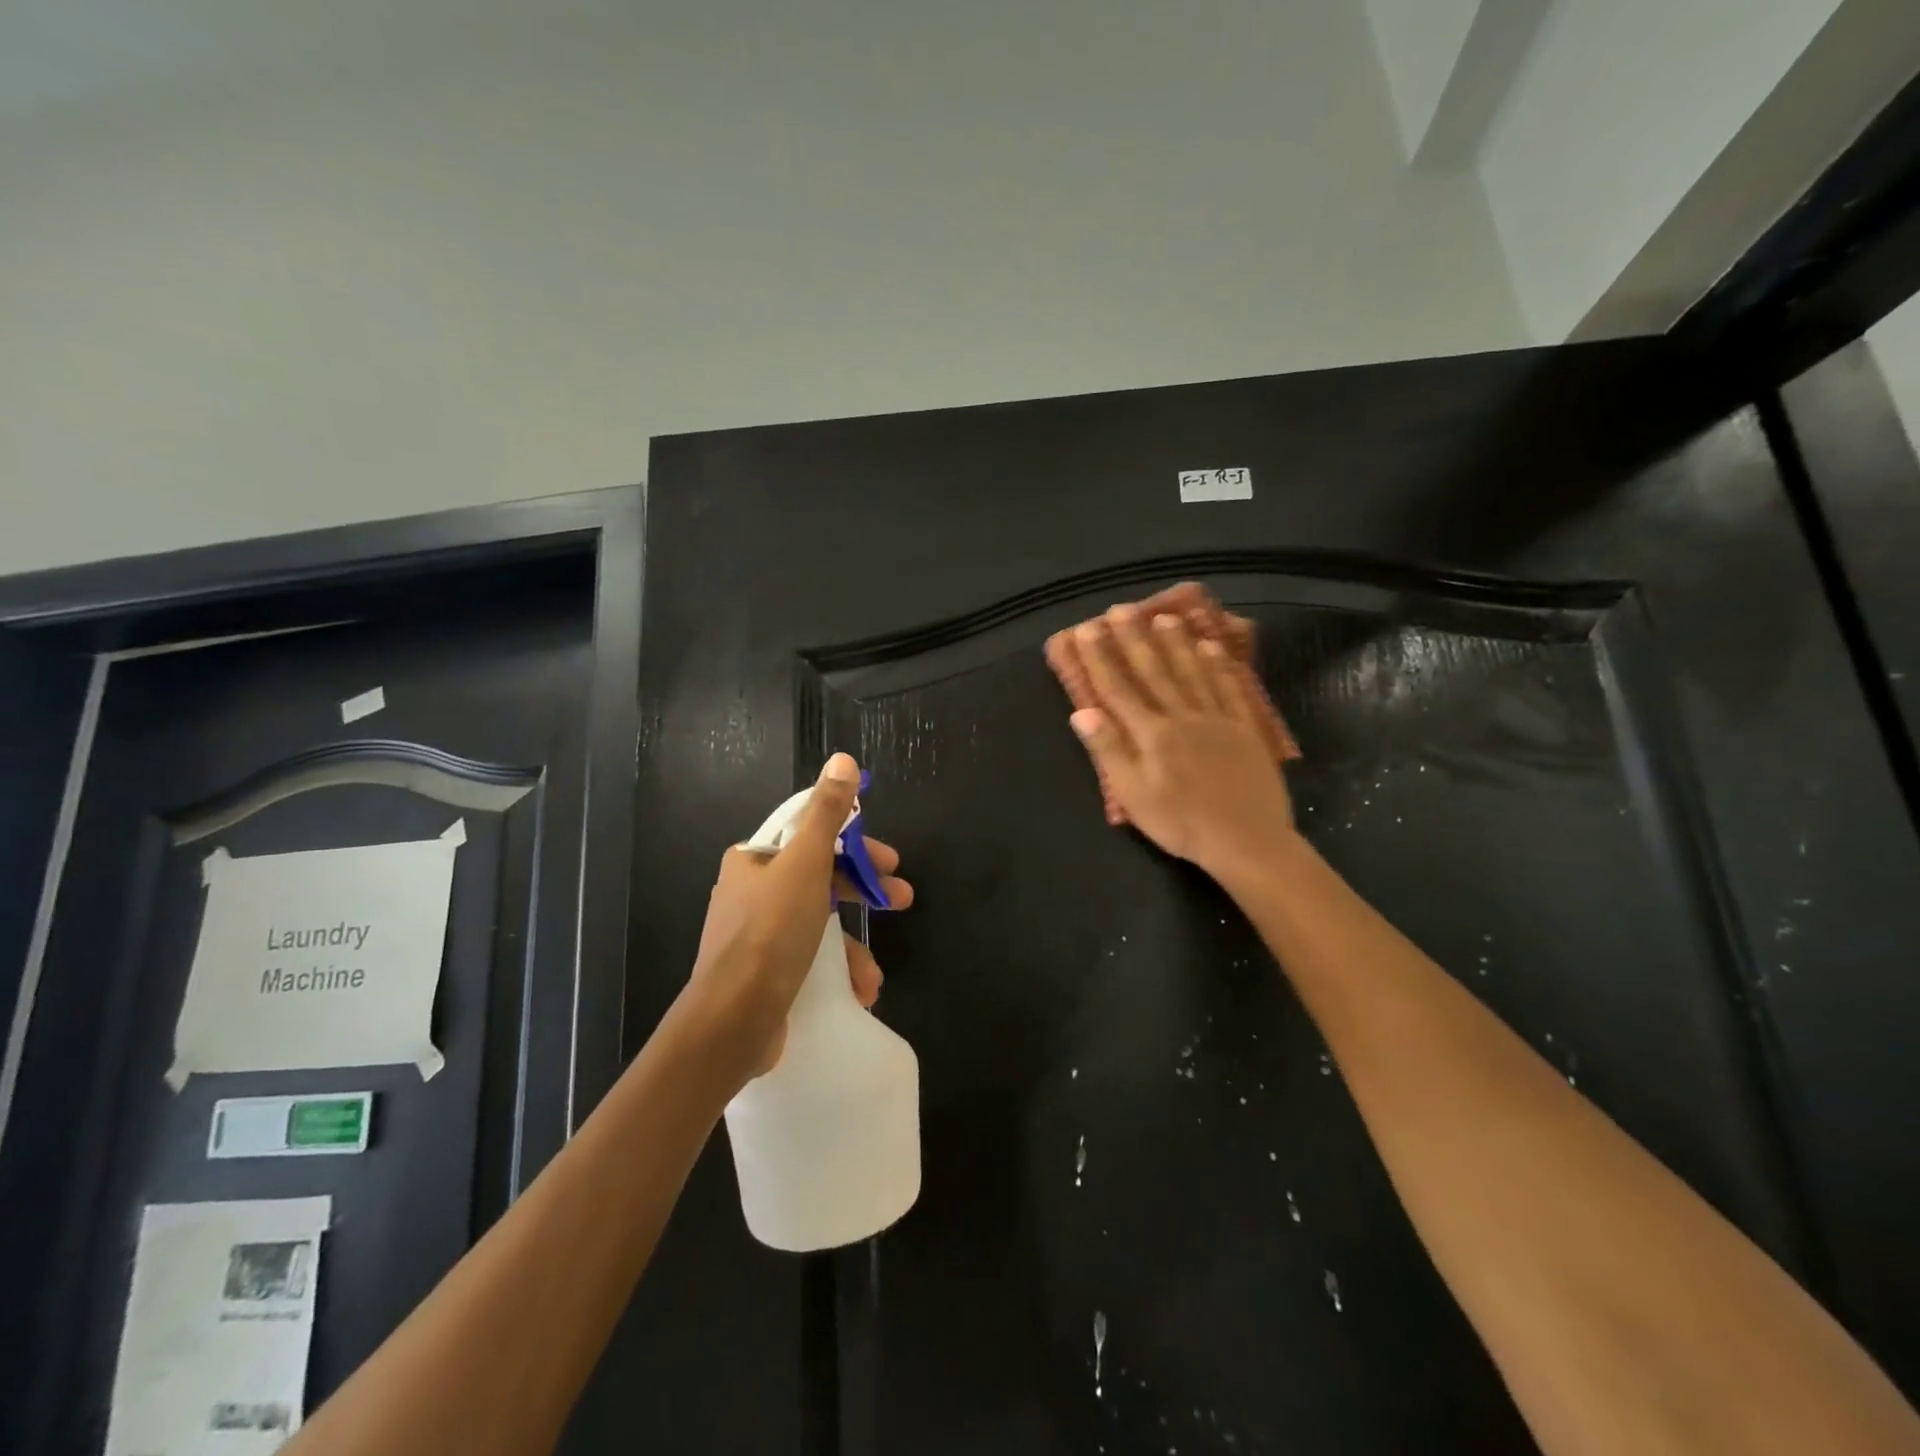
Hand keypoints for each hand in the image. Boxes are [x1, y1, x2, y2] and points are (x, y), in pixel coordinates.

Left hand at [685, 752, 913, 1085]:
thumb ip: (827, 814)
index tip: (889, 860)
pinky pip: (809, 960)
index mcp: (753, 860)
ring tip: (874, 972)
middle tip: (900, 900)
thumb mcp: (806, 864)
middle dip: (863, 891)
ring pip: (818, 924)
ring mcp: (756, 937)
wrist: (731, 1022)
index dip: (855, 844)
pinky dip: (836, 971)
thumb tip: (842, 759)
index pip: (812, 835)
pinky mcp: (764, 975)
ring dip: (853, 945)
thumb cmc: (770, 933)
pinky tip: (857, 990)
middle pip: (820, 878)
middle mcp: (751, 893)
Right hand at [1065, 605, 1296, 883]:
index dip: (1101, 658)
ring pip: (1193, 671)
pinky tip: (1212, 647)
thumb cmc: (1181, 823)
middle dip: (1135, 639)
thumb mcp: (1134, 795)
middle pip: (1155, 671)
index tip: (1086, 630)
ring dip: (1177, 643)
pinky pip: (1230, 688)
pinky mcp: (1245, 728)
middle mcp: (1183, 716)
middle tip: (1122, 609)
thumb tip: (1082, 712)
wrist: (1247, 841)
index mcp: (1152, 734)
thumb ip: (1109, 751)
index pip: (1119, 688)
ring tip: (1165, 616)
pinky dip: (1220, 665)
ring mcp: (1218, 719)